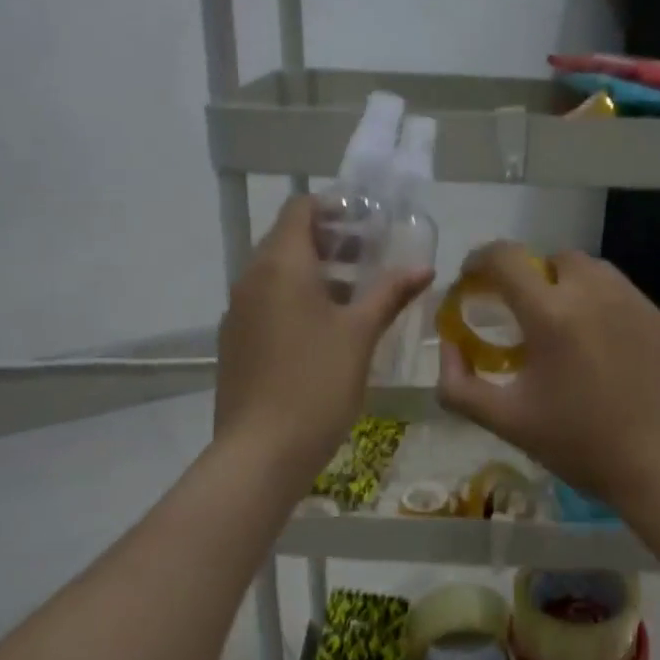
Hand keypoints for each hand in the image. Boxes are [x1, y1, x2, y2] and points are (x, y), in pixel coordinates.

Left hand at [214, 197, 431, 479]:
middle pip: (288, 240)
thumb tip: (423, 268)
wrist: (261, 451)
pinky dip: (297, 301)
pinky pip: (268, 304)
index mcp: (280, 265)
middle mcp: (251, 278)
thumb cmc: (317, 383)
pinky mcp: (236, 342)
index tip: (369, 222)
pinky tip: (327, 330)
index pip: (300, 209)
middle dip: (331, 242)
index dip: (334, 207)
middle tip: (372, 257)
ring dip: (316, 273)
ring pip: (277, 274)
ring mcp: (238, 312)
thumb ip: (390, 294)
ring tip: (358, 294)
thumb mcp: (360, 335)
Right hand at [437, 243, 659, 513]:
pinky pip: (617, 291)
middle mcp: (594, 292)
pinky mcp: (659, 318)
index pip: (505, 258)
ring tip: (560, 329)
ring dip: (563, 285)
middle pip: (550, 259)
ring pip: (589, 270)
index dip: (479, 261)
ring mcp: (633, 301)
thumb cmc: (581, 445)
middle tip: (518, 316)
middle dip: (526, 277)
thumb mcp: (508, 421)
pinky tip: (597, 346)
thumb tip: (447, 348)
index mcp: (552, 314)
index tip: (470, 283)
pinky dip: (596, 302)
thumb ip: (460, 385)